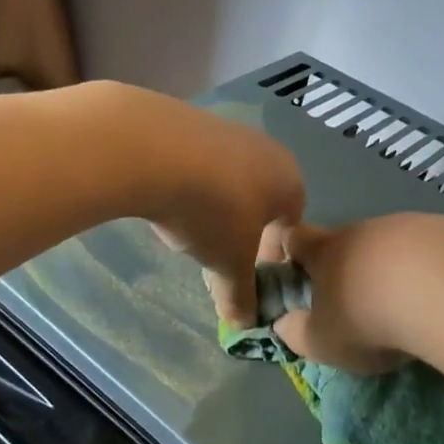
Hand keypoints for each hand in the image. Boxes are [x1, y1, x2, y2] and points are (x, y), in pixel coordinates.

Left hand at [114, 86, 304, 325]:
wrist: (151, 148)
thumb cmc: (212, 211)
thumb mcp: (229, 264)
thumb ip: (241, 295)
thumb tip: (245, 324)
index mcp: (289, 181)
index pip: (292, 222)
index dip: (272, 251)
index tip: (246, 268)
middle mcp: (266, 149)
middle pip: (260, 198)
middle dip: (242, 226)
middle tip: (216, 250)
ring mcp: (228, 130)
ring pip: (229, 178)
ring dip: (213, 203)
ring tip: (186, 224)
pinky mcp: (190, 120)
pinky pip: (198, 161)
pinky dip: (187, 181)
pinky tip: (165, 197)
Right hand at [269, 219, 416, 373]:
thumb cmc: (368, 318)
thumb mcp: (322, 342)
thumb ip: (296, 333)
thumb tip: (284, 324)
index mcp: (325, 250)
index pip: (291, 237)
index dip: (284, 253)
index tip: (288, 278)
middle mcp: (363, 229)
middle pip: (344, 243)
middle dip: (345, 272)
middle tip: (353, 309)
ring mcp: (409, 227)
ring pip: (389, 248)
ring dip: (389, 273)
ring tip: (404, 310)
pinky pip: (429, 252)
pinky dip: (427, 273)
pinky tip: (440, 301)